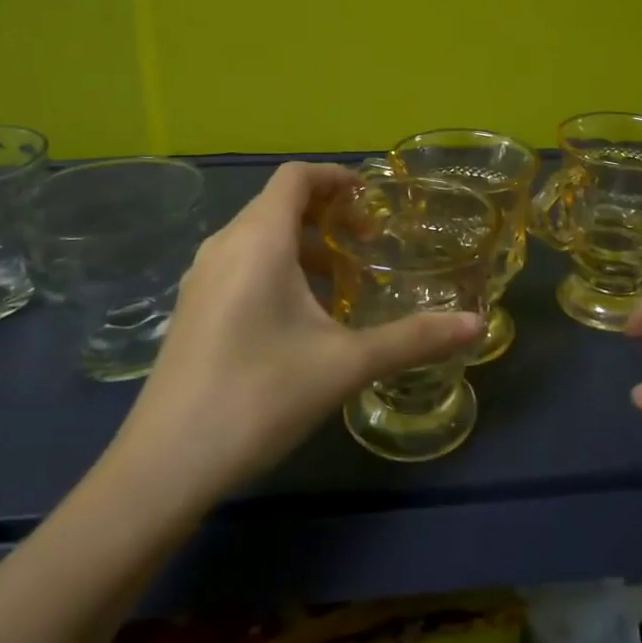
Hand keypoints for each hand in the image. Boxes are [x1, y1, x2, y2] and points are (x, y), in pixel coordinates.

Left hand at [114, 162, 480, 500]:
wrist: (165, 465)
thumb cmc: (259, 396)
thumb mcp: (345, 364)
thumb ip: (413, 339)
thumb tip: (476, 325)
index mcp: (258, 240)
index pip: (296, 177)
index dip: (335, 178)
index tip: (373, 200)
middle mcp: (224, 246)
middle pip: (278, 204)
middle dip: (327, 215)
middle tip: (368, 245)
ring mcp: (201, 279)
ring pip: (258, 237)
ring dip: (303, 246)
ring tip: (342, 283)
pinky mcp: (192, 310)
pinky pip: (241, 265)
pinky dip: (278, 269)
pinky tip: (301, 319)